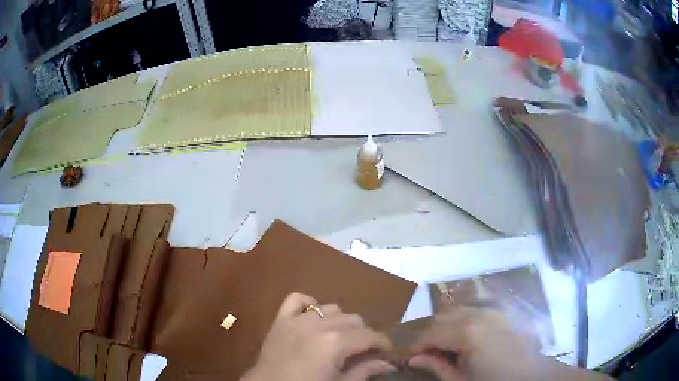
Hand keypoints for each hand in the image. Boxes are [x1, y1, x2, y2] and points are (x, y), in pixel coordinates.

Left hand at [241, 293, 394, 380]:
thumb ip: (365, 371)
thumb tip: (389, 364)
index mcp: (335, 343)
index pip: (370, 335)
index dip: (382, 343)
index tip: (386, 352)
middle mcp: (318, 325)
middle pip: (354, 319)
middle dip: (363, 334)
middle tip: (361, 351)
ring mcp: (297, 319)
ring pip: (330, 308)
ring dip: (340, 321)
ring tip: (338, 338)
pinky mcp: (280, 319)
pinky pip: (296, 299)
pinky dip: (309, 304)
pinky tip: (313, 317)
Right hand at [409, 306, 543, 380]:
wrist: (532, 375)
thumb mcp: (462, 380)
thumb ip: (437, 367)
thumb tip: (414, 359)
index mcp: (467, 333)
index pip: (430, 332)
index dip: (417, 344)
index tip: (411, 355)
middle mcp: (479, 314)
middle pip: (442, 317)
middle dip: (430, 333)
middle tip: (428, 351)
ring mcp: (493, 310)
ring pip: (459, 309)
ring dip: (447, 324)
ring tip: (446, 343)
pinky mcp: (503, 311)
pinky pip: (477, 307)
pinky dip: (465, 316)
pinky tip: (466, 333)